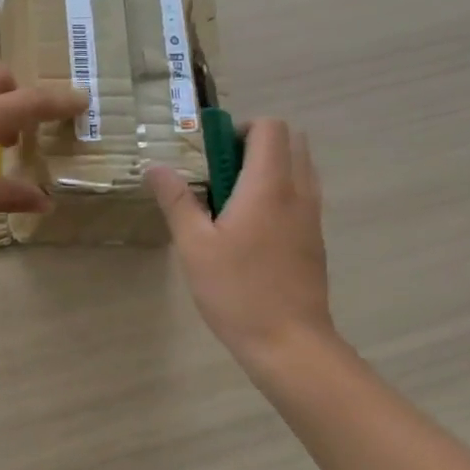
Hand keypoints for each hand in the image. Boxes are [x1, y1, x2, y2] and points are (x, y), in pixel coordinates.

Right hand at [146, 120, 338, 371]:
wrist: (290, 343)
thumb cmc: (237, 291)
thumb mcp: (194, 246)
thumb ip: (176, 200)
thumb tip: (155, 166)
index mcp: (269, 186)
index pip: (270, 127)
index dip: (239, 128)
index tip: (210, 153)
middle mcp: (298, 191)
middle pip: (290, 140)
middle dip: (253, 143)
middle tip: (218, 173)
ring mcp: (312, 215)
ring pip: (299, 167)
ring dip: (267, 167)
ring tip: (230, 200)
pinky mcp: (315, 237)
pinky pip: (301, 194)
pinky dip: (278, 192)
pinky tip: (249, 228)